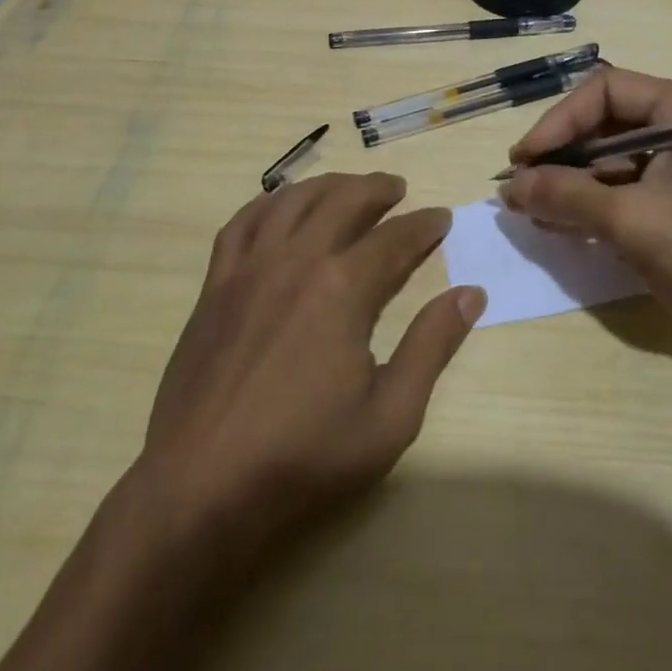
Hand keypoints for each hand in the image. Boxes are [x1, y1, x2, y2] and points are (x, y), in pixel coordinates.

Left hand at [131, 172, 483, 551]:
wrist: (201, 484)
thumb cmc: (303, 455)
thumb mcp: (390, 416)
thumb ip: (432, 347)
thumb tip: (471, 294)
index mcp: (342, 288)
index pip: (395, 238)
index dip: (424, 225)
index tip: (441, 218)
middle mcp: (296, 260)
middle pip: (343, 201)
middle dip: (377, 189)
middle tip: (397, 189)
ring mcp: (249, 268)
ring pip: (293, 201)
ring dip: (327, 186)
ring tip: (347, 188)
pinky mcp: (215, 285)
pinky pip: (242, 223)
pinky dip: (267, 203)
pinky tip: (279, 206)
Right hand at [499, 68, 671, 354]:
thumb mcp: (633, 221)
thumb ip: (566, 196)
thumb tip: (509, 186)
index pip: (604, 91)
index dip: (558, 122)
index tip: (523, 162)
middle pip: (608, 124)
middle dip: (563, 158)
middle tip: (522, 190)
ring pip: (617, 159)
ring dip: (576, 185)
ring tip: (536, 214)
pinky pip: (634, 188)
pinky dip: (600, 204)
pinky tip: (567, 227)